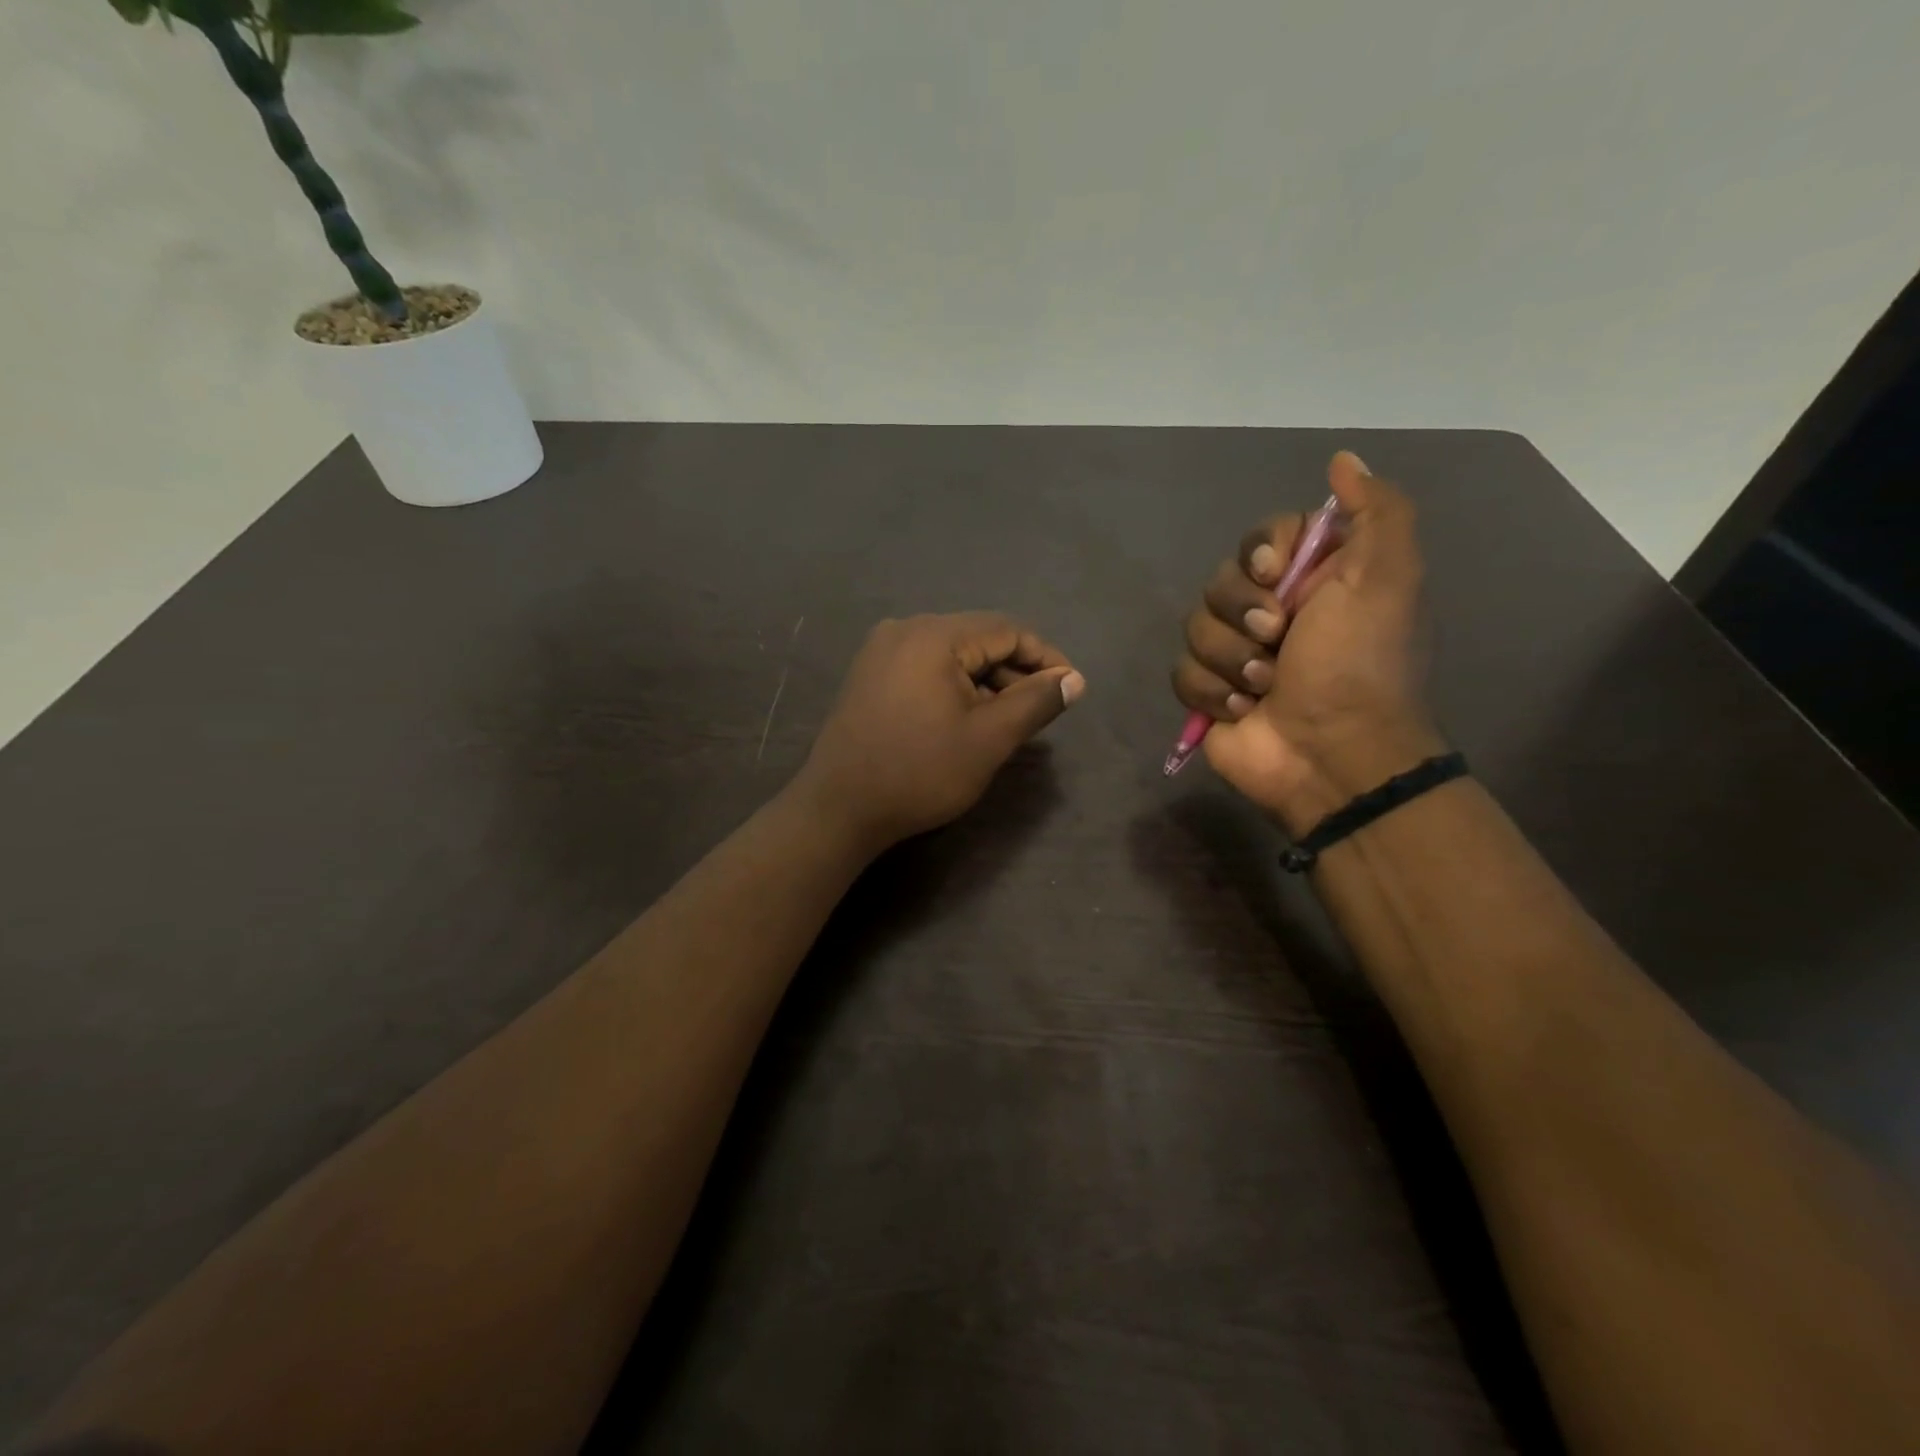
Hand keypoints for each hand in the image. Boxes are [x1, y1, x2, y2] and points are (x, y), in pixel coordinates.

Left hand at [798, 613, 1085, 851]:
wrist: (839, 809)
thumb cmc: (920, 772)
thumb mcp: (989, 739)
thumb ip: (1036, 702)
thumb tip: (1075, 680)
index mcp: (934, 635)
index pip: (1007, 630)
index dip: (1045, 658)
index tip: (1070, 689)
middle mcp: (905, 629)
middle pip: (978, 639)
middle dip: (1014, 672)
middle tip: (1040, 711)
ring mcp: (881, 651)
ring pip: (952, 655)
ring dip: (985, 682)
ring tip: (1006, 721)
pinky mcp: (870, 674)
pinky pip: (926, 668)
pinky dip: (954, 687)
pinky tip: (966, 718)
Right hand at [1171, 451, 1442, 829]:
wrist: (1332, 755)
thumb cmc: (1359, 666)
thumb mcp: (1388, 579)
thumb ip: (1377, 512)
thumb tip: (1342, 460)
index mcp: (1313, 581)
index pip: (1261, 539)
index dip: (1259, 552)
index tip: (1275, 575)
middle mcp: (1272, 612)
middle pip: (1220, 581)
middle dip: (1243, 613)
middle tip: (1277, 640)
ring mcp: (1236, 654)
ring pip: (1195, 627)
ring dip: (1230, 658)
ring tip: (1264, 687)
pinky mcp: (1209, 694)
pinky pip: (1182, 672)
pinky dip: (1212, 692)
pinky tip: (1243, 711)